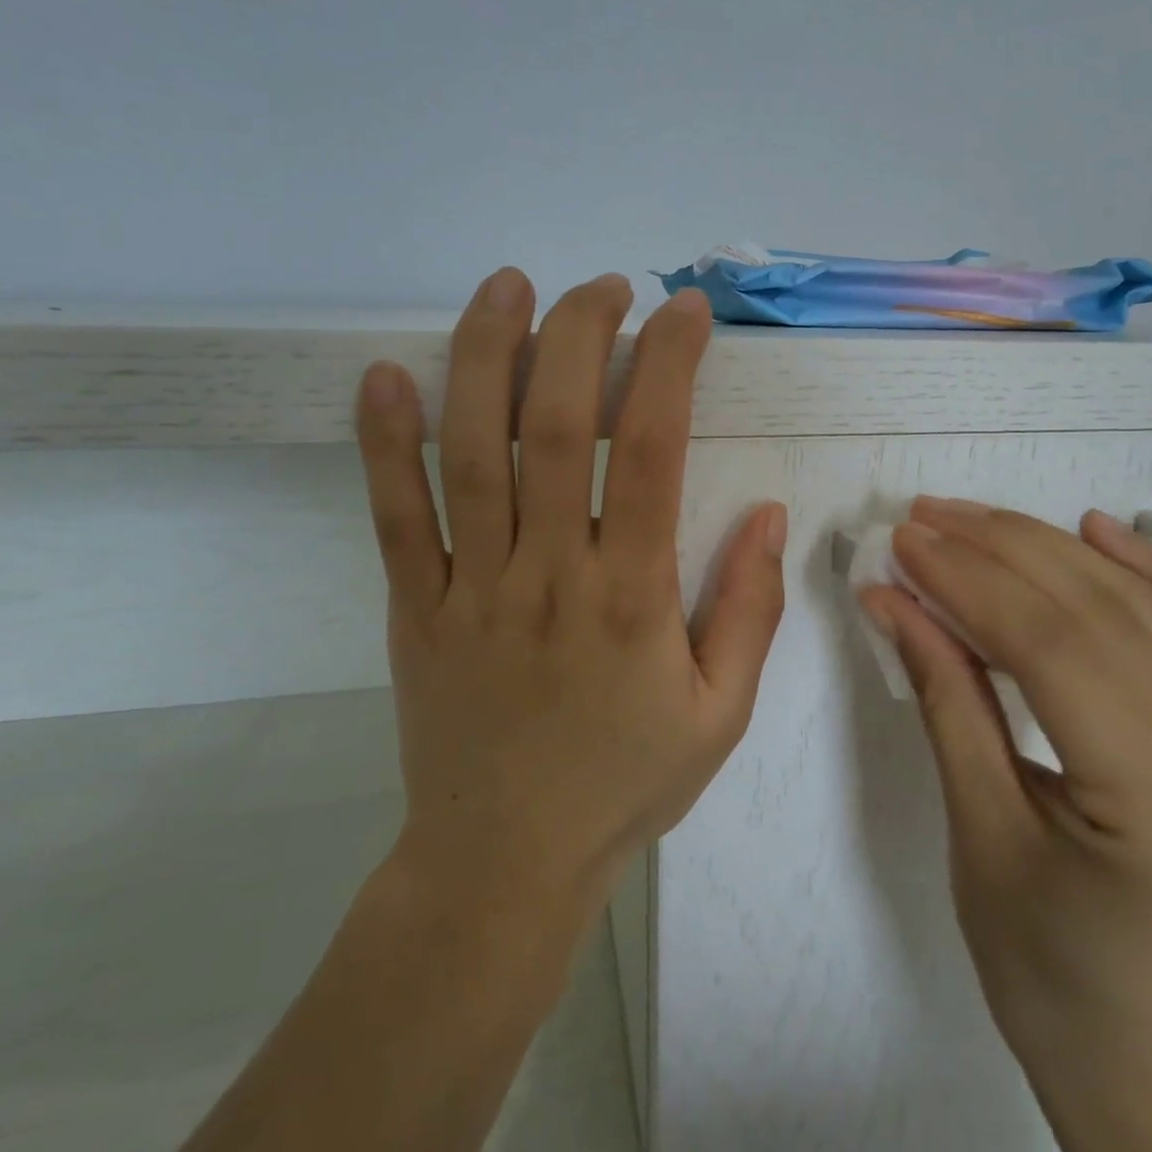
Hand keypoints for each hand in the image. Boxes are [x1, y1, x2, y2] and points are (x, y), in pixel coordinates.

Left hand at [356, 268, 787, 904]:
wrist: (505, 864)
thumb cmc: (625, 784)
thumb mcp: (722, 713)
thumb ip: (750, 609)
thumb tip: (769, 512)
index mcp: (633, 598)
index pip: (654, 452)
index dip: (669, 366)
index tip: (684, 313)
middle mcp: (550, 575)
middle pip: (556, 427)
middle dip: (580, 336)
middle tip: (601, 287)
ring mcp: (472, 588)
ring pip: (470, 452)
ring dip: (486, 356)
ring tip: (507, 286)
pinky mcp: (415, 609)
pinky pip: (394, 517)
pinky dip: (382, 443)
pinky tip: (384, 375)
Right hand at [858, 500, 1151, 1151]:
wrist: (1136, 1050)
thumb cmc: (1036, 964)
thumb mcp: (976, 827)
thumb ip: (945, 697)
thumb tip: (893, 600)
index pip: (1057, 655)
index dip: (972, 584)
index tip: (906, 541)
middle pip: (1101, 620)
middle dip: (1001, 553)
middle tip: (924, 517)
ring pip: (1142, 615)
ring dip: (1049, 551)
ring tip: (974, 516)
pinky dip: (1140, 572)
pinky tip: (1095, 526)